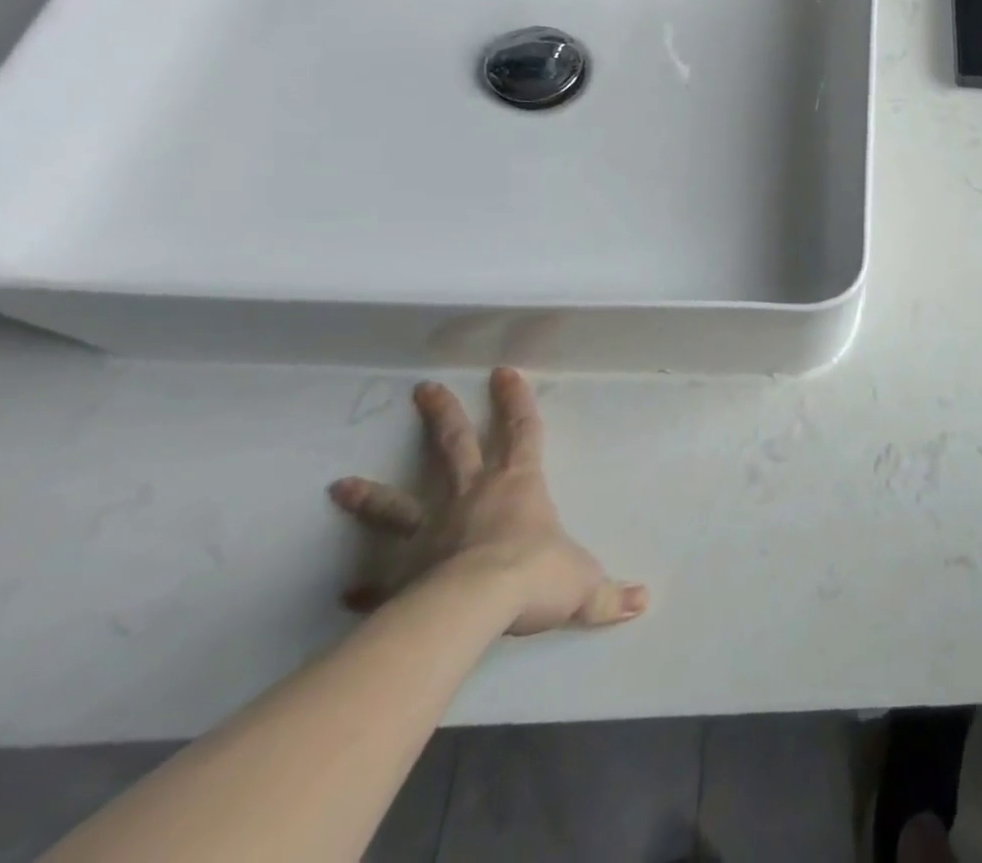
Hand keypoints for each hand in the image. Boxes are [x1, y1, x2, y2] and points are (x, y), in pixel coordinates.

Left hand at [328, 368, 647, 635]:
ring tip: (339, 484)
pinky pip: (379, 581)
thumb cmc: (534, 576)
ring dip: (372, 496)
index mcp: (519, 485)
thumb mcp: (582, 584)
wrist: (473, 608)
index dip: (516, 400)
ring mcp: (432, 533)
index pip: (524, 431)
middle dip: (443, 415)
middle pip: (455, 446)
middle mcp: (473, 497)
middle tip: (423, 389)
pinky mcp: (403, 575)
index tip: (503, 372)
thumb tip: (643, 601)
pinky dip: (363, 586)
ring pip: (399, 505)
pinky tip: (345, 593)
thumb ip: (607, 594)